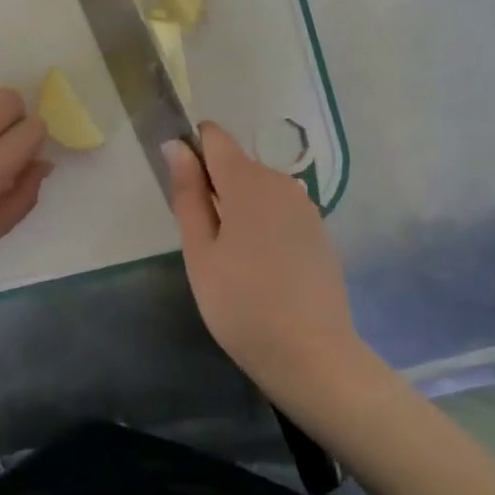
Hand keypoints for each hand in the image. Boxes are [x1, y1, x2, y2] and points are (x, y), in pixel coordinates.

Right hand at [166, 122, 365, 399]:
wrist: (314, 357)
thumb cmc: (243, 305)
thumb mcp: (200, 252)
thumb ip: (187, 193)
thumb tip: (175, 146)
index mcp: (247, 180)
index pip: (213, 137)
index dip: (192, 151)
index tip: (184, 192)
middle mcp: (280, 181)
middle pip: (236, 164)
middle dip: (214, 188)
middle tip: (204, 242)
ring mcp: (305, 205)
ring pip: (258, 188)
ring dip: (239, 208)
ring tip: (232, 260)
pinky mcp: (319, 230)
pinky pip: (280, 210)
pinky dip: (264, 224)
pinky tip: (262, 268)